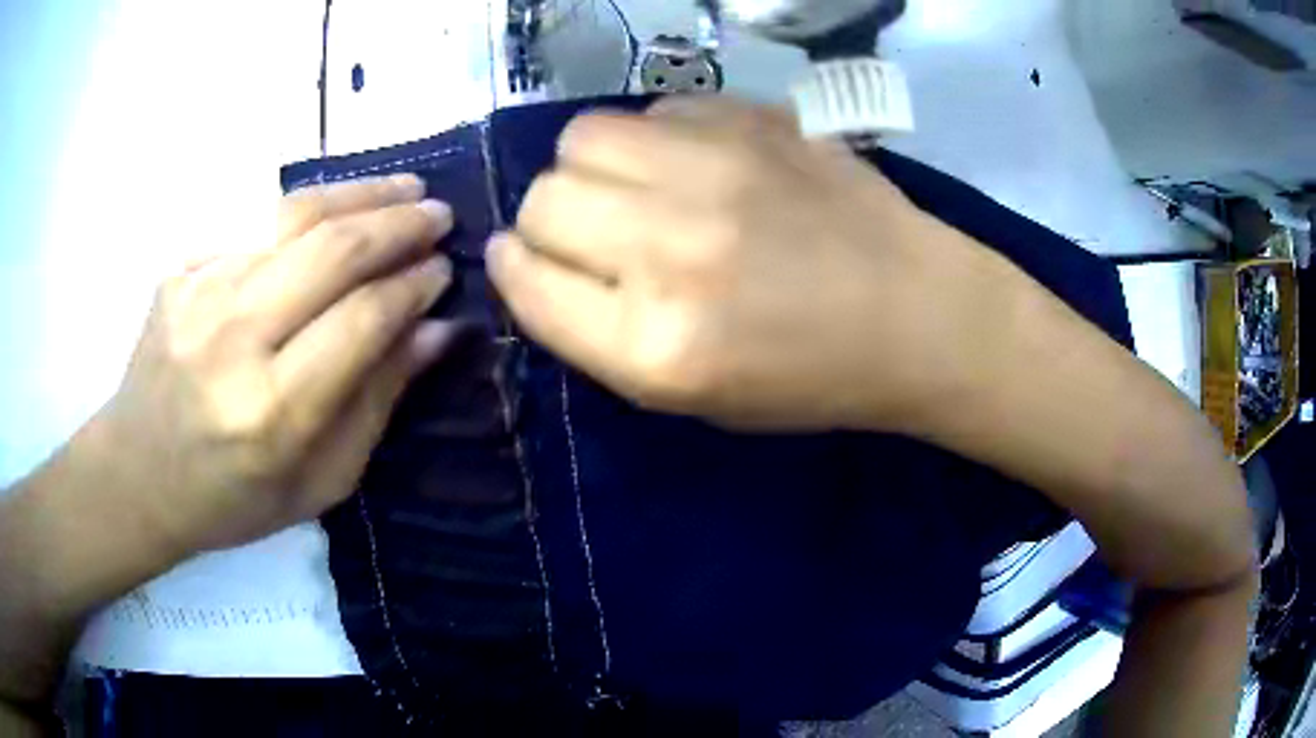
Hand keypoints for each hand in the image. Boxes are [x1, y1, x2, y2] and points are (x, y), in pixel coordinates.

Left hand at [88, 174, 455, 554]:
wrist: (138, 473)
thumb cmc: (232, 497)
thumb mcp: (319, 481)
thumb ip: (377, 402)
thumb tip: (434, 331)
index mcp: (273, 411)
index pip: (362, 319)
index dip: (413, 286)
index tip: (445, 270)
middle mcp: (233, 340)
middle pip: (332, 252)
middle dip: (399, 224)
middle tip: (440, 214)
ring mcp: (200, 292)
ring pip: (294, 215)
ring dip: (360, 194)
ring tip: (405, 188)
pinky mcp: (182, 269)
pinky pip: (254, 219)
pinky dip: (306, 205)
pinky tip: (336, 205)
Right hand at [490, 96, 991, 429]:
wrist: (915, 313)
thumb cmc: (808, 376)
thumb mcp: (689, 395)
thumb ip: (597, 335)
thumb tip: (529, 261)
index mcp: (655, 346)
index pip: (528, 284)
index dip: (513, 269)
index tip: (521, 260)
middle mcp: (671, 249)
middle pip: (544, 201)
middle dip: (549, 221)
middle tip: (592, 231)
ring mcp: (714, 171)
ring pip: (581, 138)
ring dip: (589, 166)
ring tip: (633, 186)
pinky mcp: (750, 121)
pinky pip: (653, 108)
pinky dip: (653, 136)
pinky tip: (691, 161)